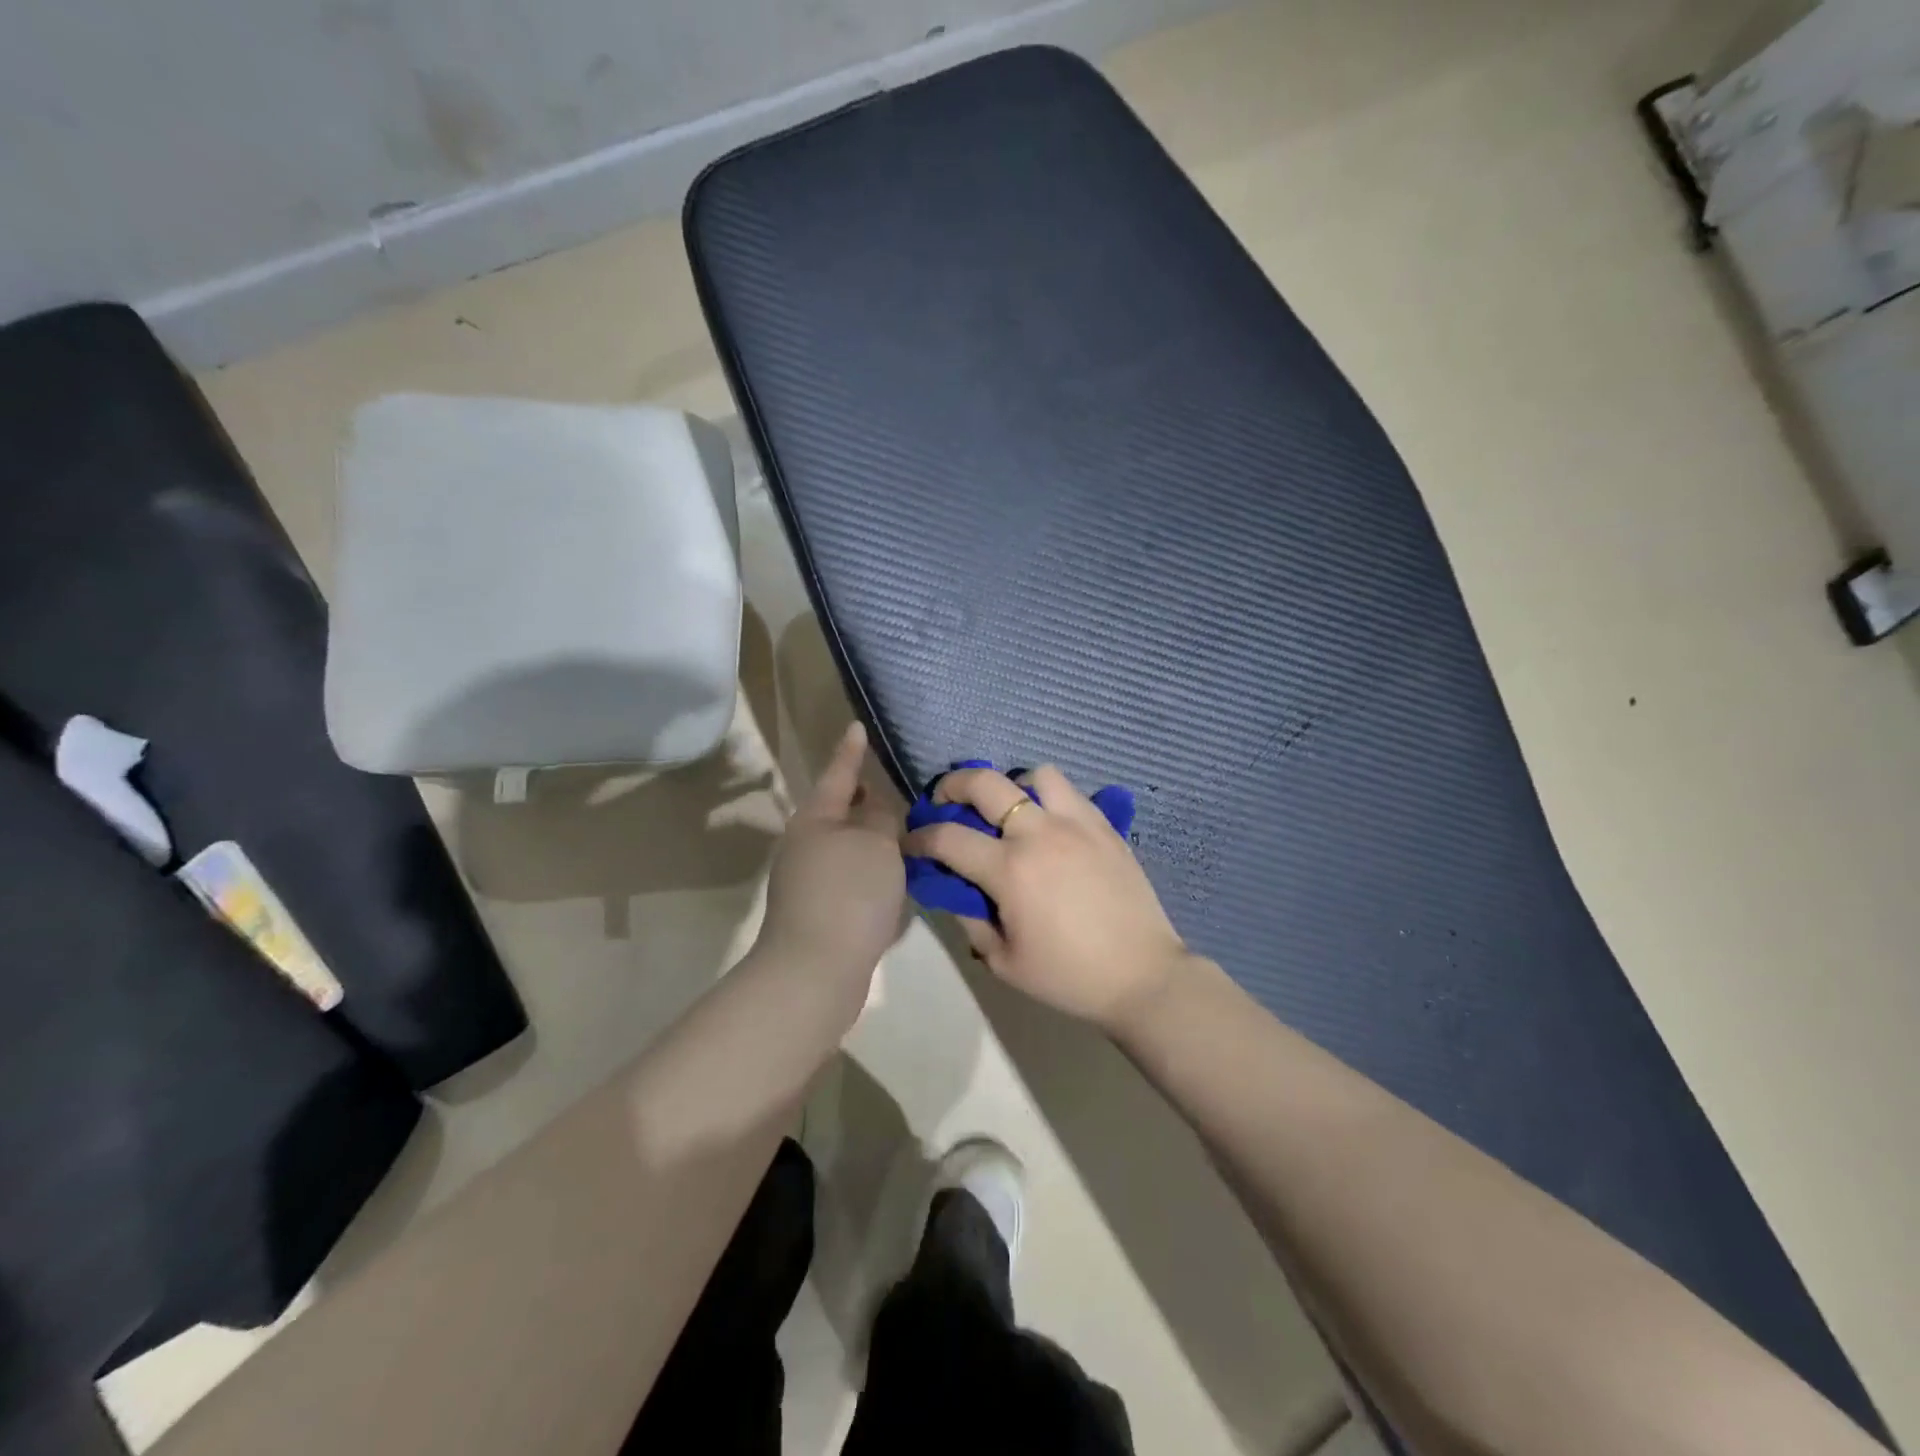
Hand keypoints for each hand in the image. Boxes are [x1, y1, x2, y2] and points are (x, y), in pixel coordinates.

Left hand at [754, 723, 906, 1013]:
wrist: (815, 971)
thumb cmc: (848, 894)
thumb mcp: (877, 845)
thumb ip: (882, 819)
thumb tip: (875, 812)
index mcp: (815, 819)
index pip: (839, 774)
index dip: (851, 751)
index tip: (857, 728)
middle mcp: (804, 845)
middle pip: (839, 812)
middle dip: (864, 800)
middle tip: (895, 790)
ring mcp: (806, 880)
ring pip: (845, 847)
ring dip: (870, 839)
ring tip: (902, 834)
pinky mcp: (816, 912)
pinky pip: (848, 877)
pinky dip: (869, 871)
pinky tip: (891, 879)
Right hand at [902, 765, 1189, 1030]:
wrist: (1142, 975)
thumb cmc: (1068, 976)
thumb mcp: (1003, 961)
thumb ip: (969, 918)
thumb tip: (952, 888)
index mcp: (1009, 870)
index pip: (947, 837)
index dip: (919, 838)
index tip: (910, 843)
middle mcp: (1038, 833)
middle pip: (983, 783)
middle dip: (951, 785)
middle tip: (944, 802)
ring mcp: (1076, 823)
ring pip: (1033, 775)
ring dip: (1010, 786)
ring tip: (1008, 810)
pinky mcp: (1104, 825)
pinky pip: (1069, 791)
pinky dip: (1048, 797)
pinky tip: (1048, 823)